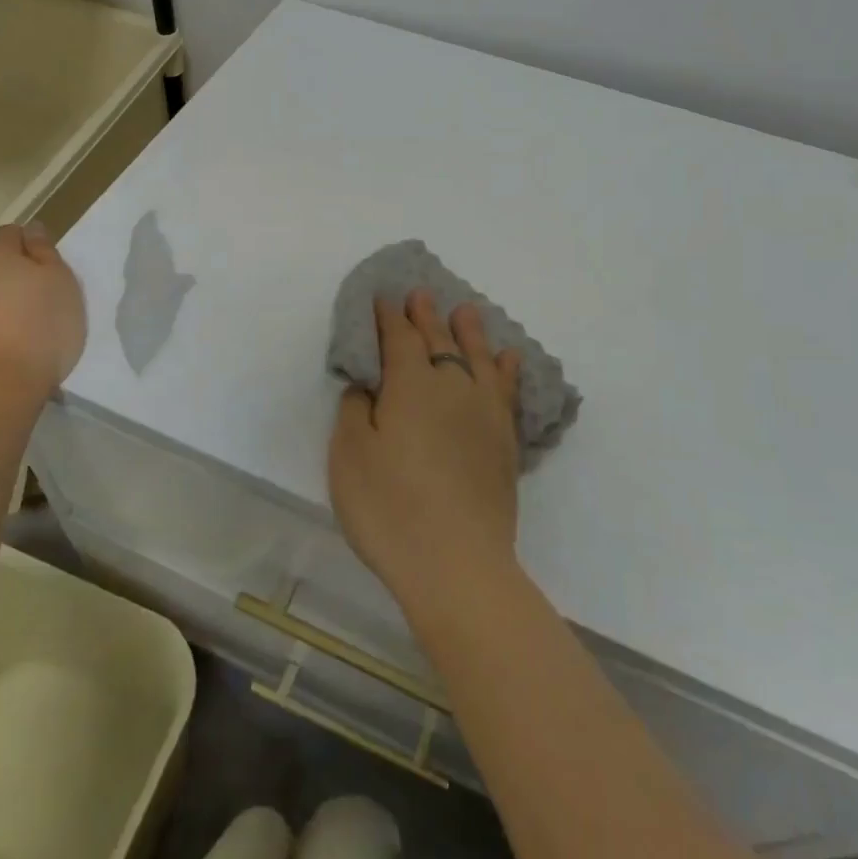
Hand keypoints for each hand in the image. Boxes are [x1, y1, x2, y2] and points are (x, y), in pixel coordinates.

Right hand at [329, 290, 522, 619]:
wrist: (457, 564)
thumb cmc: (390, 509)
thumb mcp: (349, 456)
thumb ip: (355, 409)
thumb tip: (368, 384)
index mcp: (410, 385)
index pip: (398, 338)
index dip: (388, 316)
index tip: (383, 297)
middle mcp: (451, 386)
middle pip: (438, 341)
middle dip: (426, 315)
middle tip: (421, 294)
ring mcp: (484, 412)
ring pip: (477, 357)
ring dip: (469, 331)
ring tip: (465, 310)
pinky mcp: (504, 441)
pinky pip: (506, 390)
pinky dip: (506, 369)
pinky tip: (508, 359)